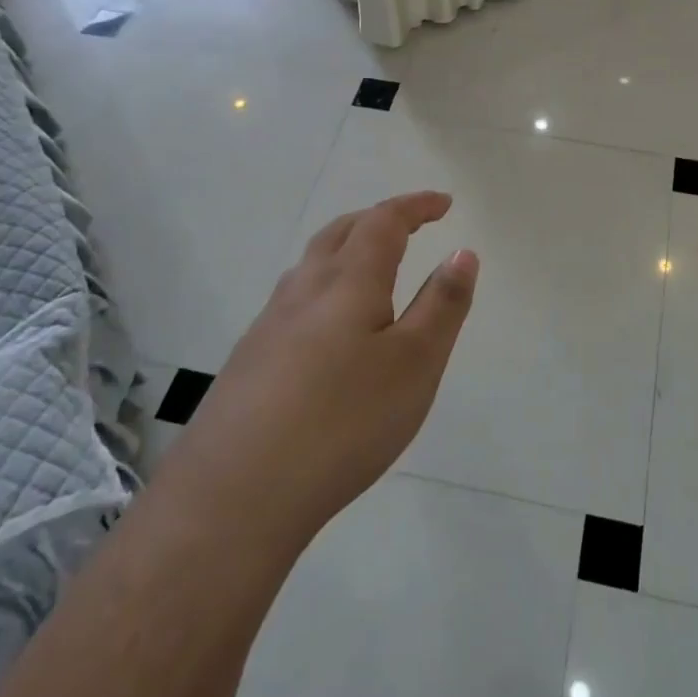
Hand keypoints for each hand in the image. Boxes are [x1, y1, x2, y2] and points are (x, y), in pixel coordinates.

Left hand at [180, 191, 478, 551]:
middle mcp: (303, 290)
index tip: (444, 203)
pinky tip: (328, 330)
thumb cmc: (344, 421)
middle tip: (409, 225)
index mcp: (348, 281)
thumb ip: (442, 304)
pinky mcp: (249, 360)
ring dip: (346, 250)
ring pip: (311, 265)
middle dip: (378, 219)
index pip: (384, 221)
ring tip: (370, 269)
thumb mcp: (415, 363)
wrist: (235, 493)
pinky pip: (295, 301)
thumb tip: (462, 251)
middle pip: (340, 232)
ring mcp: (269, 324)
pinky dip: (324, 288)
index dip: (415, 206)